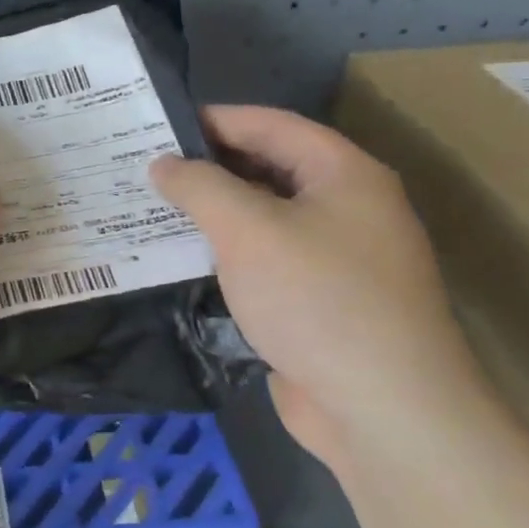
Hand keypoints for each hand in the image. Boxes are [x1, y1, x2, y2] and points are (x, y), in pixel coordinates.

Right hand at [149, 106, 485, 465]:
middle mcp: (347, 208)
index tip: (158, 125)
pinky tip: (184, 259)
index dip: (215, 119)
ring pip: (264, 218)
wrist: (382, 408)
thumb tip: (163, 164)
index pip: (272, 126)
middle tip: (146, 168)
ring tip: (153, 209)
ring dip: (213, 212)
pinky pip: (264, 260)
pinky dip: (226, 252)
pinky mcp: (319, 301)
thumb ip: (199, 187)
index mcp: (344, 175)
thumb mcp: (247, 229)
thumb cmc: (317, 299)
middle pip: (269, 169)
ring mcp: (336, 258)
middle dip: (208, 166)